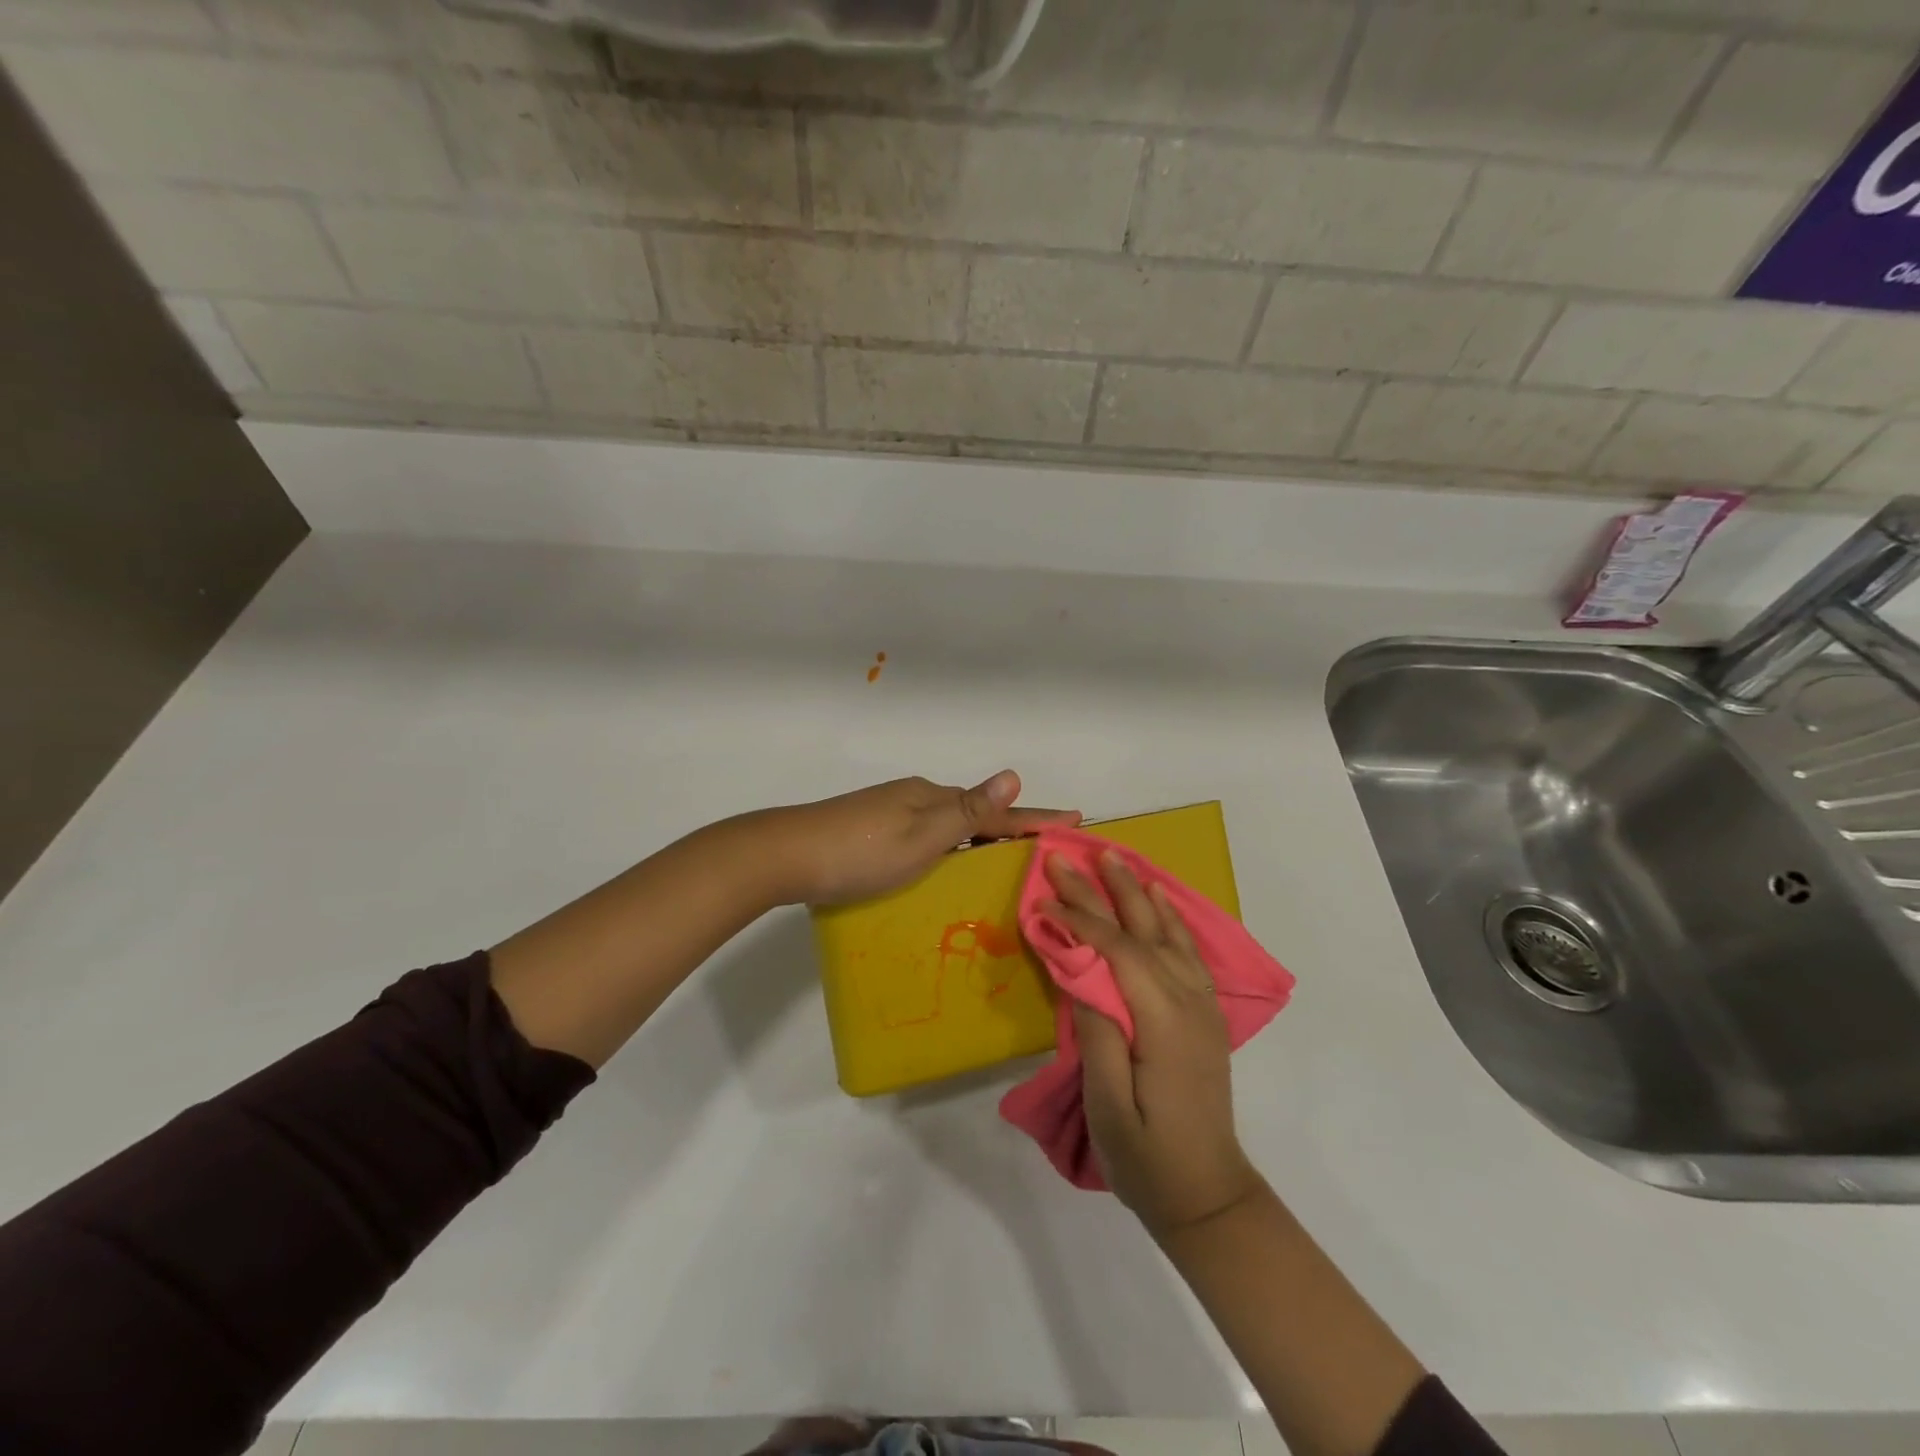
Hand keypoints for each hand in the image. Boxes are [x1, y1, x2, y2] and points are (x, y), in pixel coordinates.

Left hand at [755, 770, 1079, 906]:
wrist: (784, 856)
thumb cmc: (859, 852)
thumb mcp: (921, 837)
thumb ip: (967, 811)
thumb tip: (1013, 773)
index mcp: (931, 799)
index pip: (996, 809)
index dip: (1034, 817)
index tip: (1074, 819)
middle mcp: (915, 799)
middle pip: (974, 814)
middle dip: (1009, 829)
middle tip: (1041, 853)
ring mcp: (890, 813)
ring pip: (948, 825)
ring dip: (978, 841)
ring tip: (1002, 866)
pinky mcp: (871, 831)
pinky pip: (926, 836)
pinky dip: (949, 849)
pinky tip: (946, 868)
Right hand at [1041, 851, 1265, 1237]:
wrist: (1208, 1195)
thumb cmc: (1146, 1157)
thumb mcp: (1108, 1104)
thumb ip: (1097, 1032)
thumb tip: (1080, 970)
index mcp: (1163, 1021)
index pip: (1117, 951)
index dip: (1079, 919)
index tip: (1043, 894)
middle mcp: (1188, 1001)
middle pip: (1141, 931)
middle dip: (1101, 890)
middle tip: (1067, 855)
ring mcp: (1202, 1005)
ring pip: (1167, 932)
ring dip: (1136, 892)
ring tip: (1111, 857)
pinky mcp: (1205, 1014)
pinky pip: (1188, 950)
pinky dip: (1171, 917)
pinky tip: (1158, 898)